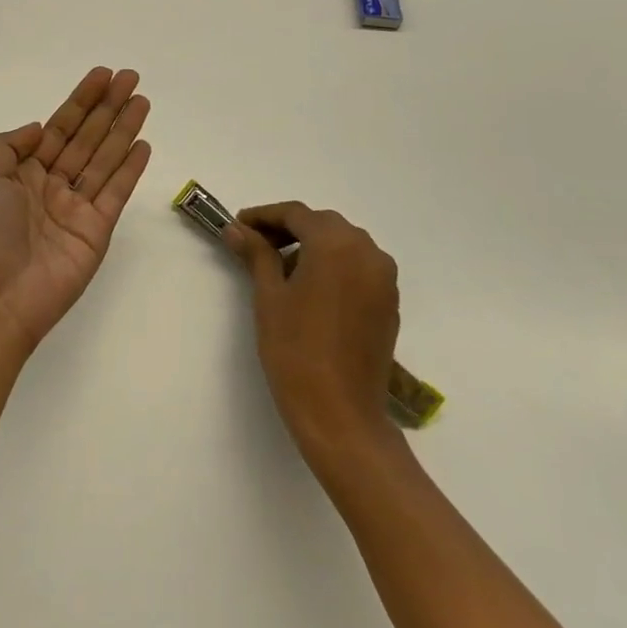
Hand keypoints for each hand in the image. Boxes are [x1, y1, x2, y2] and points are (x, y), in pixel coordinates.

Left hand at [0, 67, 152, 352]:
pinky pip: (115, 193)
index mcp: (22, 172)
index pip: (58, 128)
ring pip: (104, 159)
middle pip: (86, 138)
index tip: (102, 75)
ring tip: (143, 101)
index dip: (81, 101)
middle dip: (108, 108)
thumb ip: (11, 146)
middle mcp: (51, 185)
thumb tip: (38, 128)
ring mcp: (76, 209)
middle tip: (131, 78)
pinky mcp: (96, 231)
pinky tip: (143, 144)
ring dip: (124, 130)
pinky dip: (130, 169)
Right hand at [224, 202, 400, 473]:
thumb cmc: (295, 349)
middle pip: (322, 224)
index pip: (296, 214)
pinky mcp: (389, 301)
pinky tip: (309, 287)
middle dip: (288, 228)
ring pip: (343, 243)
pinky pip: (358, 266)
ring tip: (280, 267)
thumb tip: (237, 229)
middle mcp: (367, 251)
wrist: (340, 413)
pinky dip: (333, 265)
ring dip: (312, 245)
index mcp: (336, 244)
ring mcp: (383, 277)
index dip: (264, 216)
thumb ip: (257, 254)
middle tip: (255, 244)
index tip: (238, 225)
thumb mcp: (269, 296)